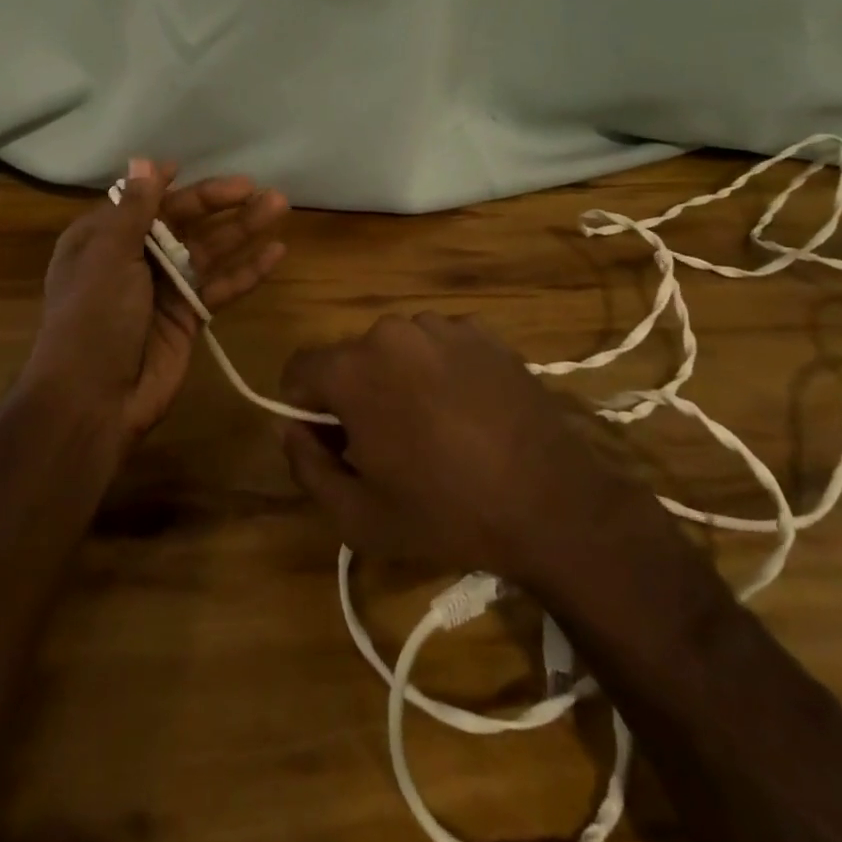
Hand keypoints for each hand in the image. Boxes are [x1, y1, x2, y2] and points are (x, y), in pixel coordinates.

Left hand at [24, 158, 290, 448]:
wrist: (94, 399)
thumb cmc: (94, 317)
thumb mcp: (108, 256)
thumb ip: (134, 210)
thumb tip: (145, 161)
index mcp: (102, 240)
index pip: (142, 203)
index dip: (167, 186)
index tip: (190, 166)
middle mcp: (134, 259)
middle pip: (182, 222)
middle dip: (218, 203)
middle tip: (256, 187)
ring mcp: (164, 289)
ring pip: (209, 250)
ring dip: (243, 229)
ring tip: (279, 206)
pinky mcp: (188, 317)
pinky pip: (221, 287)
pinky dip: (248, 271)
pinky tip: (276, 252)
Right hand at [278, 313, 679, 591]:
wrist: (553, 504)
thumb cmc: (446, 513)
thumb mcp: (358, 516)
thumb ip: (305, 467)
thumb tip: (288, 428)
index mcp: (352, 369)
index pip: (299, 370)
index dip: (304, 408)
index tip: (332, 442)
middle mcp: (389, 331)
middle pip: (349, 359)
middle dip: (354, 396)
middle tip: (387, 446)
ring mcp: (440, 325)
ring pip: (394, 350)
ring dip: (397, 380)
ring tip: (434, 429)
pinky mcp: (481, 331)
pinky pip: (438, 345)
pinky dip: (438, 371)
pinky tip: (468, 412)